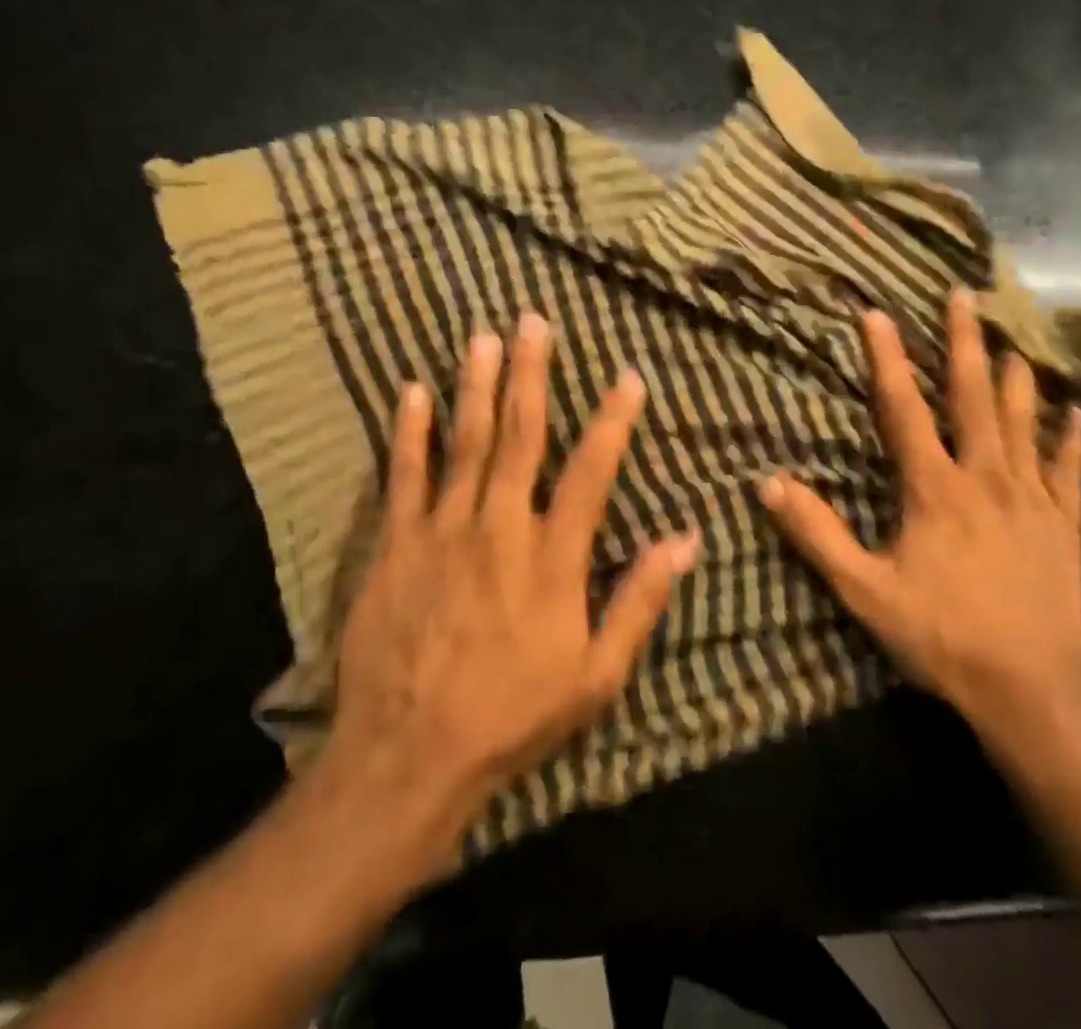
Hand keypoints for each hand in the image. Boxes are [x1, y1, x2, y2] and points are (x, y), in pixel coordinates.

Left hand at [320, 313, 699, 871]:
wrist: (408, 758)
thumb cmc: (513, 715)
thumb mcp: (596, 675)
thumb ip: (639, 600)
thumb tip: (685, 539)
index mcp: (552, 556)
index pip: (591, 470)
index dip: (613, 419)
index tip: (627, 375)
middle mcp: (500, 527)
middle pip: (520, 435)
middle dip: (531, 374)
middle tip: (534, 322)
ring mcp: (442, 531)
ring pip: (465, 442)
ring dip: (476, 386)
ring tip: (484, 337)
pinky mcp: (396, 545)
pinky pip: (405, 476)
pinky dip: (410, 432)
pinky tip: (412, 392)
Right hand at [761, 290, 1080, 736]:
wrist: (1031, 689)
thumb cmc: (942, 636)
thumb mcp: (865, 590)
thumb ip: (817, 535)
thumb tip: (769, 484)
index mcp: (935, 488)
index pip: (904, 408)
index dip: (888, 359)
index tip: (877, 314)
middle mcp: (985, 477)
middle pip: (973, 396)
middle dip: (965, 342)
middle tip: (964, 296)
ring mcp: (1031, 498)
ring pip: (1024, 422)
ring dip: (1018, 378)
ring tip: (1015, 341)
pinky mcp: (1064, 524)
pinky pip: (1070, 471)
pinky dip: (1074, 441)